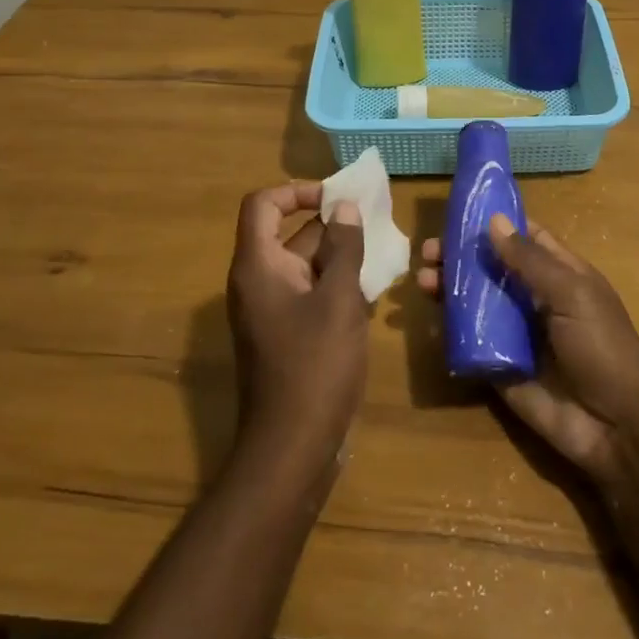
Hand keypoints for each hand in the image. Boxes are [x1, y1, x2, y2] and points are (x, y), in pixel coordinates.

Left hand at [227, 182, 368, 466]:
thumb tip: (345, 207)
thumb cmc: (315, 365)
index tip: (337, 198)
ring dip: (338, 256)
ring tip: (381, 253)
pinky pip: (308, 294)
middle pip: (287, 234)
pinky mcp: (285, 335)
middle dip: (330, 224)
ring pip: (303, 266)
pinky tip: (372, 292)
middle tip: (375, 223)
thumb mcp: (339, 300)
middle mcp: (257, 283)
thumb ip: (344, 248)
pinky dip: (335, 285)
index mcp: (258, 266)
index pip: (263, 204)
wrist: (292, 447)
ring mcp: (269, 311)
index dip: (297, 191)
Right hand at [418, 215, 638, 479]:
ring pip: (475, 304)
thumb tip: (493, 221)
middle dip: (460, 258)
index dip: (494, 224)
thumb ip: (530, 260)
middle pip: (491, 270)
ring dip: (449, 290)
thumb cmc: (603, 347)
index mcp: (560, 275)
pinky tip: (430, 323)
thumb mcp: (572, 294)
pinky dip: (448, 332)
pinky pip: (469, 345)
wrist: (618, 427)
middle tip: (428, 253)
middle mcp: (534, 300)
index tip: (457, 213)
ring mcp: (516, 335)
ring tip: (423, 281)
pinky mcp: (499, 369)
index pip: (524, 239)